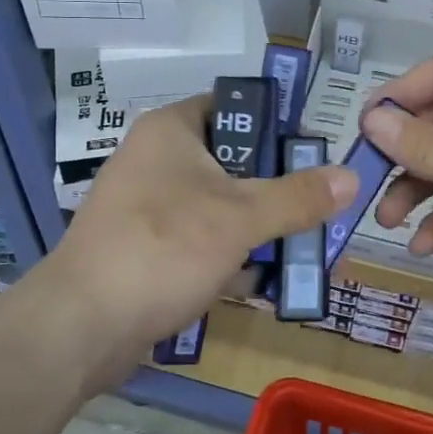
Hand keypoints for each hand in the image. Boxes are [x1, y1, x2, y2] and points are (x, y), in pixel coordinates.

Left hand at [25, 95, 356, 388]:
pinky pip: (200, 240)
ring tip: (306, 248)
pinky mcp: (146, 248)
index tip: (315, 155)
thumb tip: (351, 176)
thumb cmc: (162, 248)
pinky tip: (267, 280)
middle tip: (321, 208)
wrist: (81, 326)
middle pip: (233, 161)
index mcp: (171, 130)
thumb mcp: (239, 218)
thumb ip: (297, 196)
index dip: (278, 125)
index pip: (235, 107)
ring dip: (260, 227)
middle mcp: (156, 159)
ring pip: (219, 205)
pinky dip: (231, 255)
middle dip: (278, 189)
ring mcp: (148, 206)